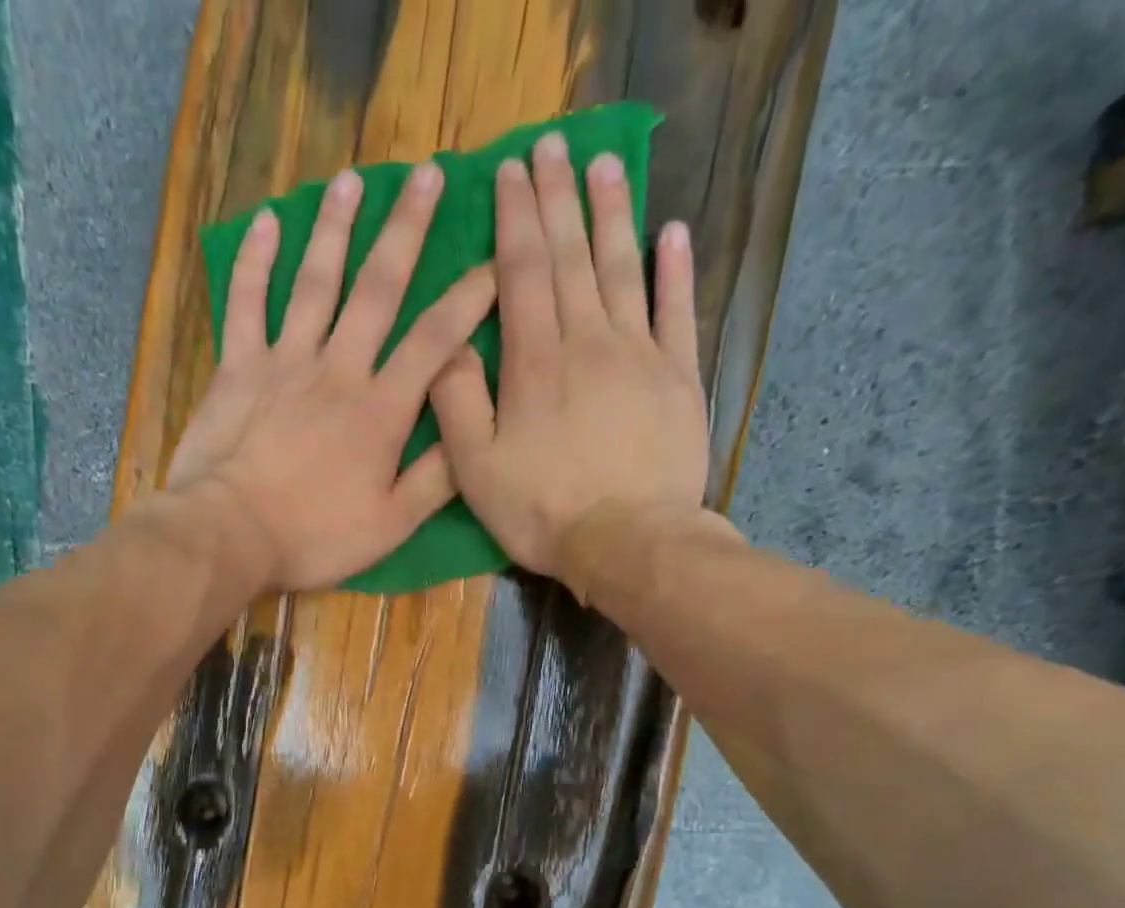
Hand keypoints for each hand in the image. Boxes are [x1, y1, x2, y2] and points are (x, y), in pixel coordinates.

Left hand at [166, 163, 497, 592]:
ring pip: (315, 282)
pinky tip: (268, 222)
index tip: (496, 262)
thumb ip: (434, 480)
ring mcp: (284, 361)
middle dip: (406, 230)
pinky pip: (247, 302)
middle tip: (427, 174)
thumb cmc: (313, 536)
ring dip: (336, 228)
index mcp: (380, 410)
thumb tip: (473, 436)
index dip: (469, 299)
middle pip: (377, 289)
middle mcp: (338, 369)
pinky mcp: (238, 367)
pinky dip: (256, 261)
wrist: (229, 534)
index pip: (435, 341)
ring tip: (354, 180)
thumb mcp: (389, 526)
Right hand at [429, 131, 712, 585]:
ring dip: (612, 214)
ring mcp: (640, 355)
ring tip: (603, 166)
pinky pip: (679, 311)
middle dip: (558, 199)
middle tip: (552, 147)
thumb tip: (446, 344)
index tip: (509, 173)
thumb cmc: (543, 512)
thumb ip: (458, 403)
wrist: (628, 542)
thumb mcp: (477, 470)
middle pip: (572, 257)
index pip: (523, 273)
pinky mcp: (679, 377)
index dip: (515, 220)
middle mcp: (588, 342)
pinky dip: (676, 270)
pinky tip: (673, 232)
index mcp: (535, 363)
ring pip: (624, 269)